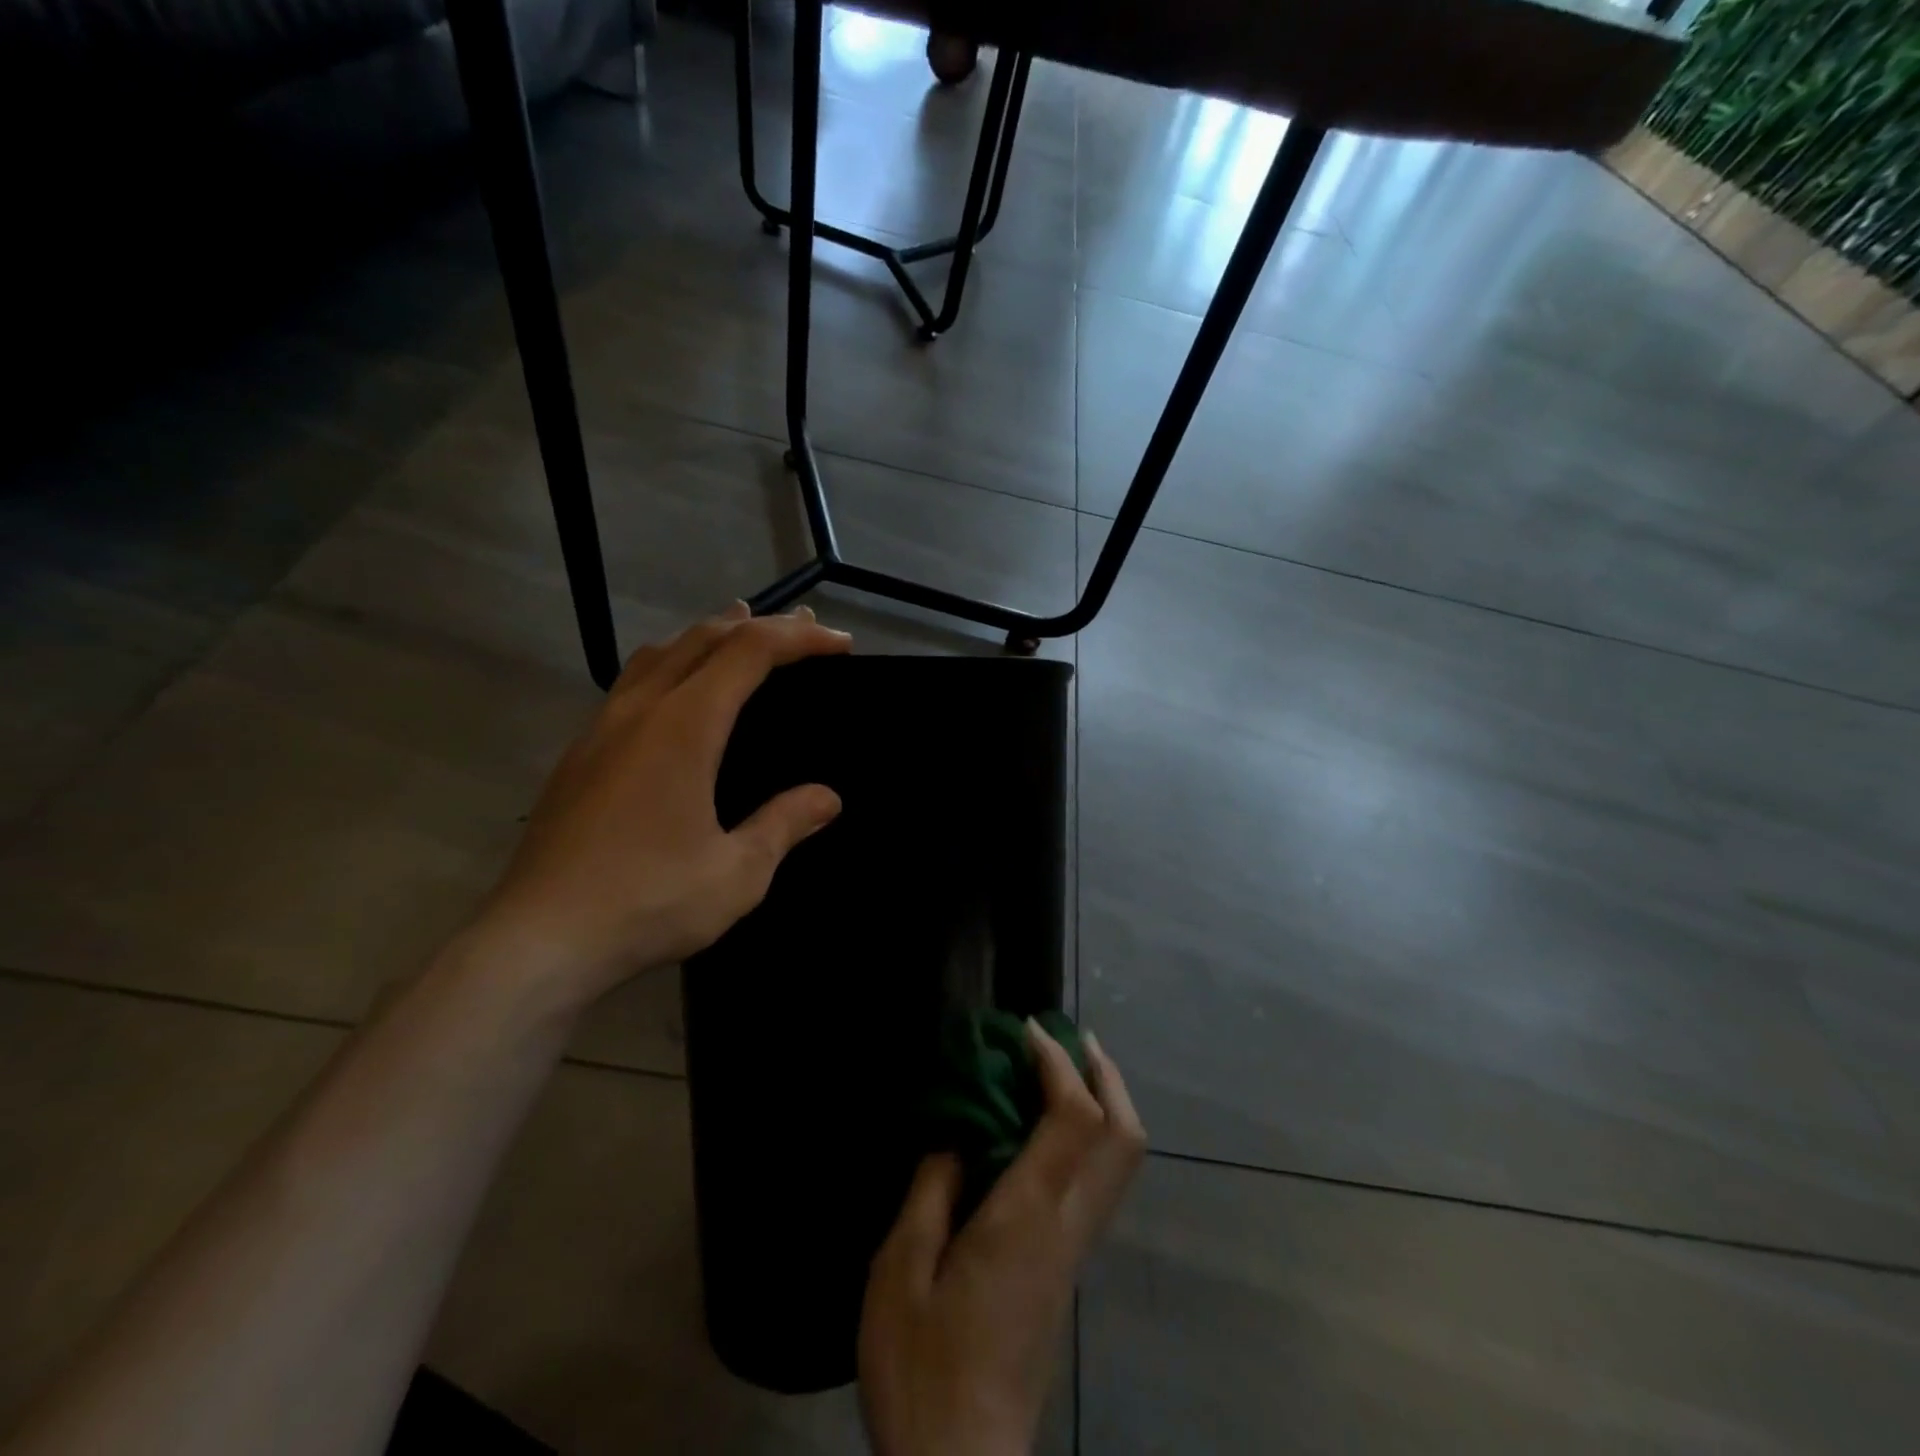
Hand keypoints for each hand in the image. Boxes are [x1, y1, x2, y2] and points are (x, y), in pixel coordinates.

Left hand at [472, 603, 851, 1006]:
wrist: (538, 941)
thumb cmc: (648, 902)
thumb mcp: (737, 873)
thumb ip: (784, 824)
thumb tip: (828, 798)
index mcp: (684, 726)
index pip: (749, 652)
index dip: (798, 639)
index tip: (840, 645)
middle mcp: (640, 711)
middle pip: (703, 638)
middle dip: (759, 624)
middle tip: (804, 627)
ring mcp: (601, 729)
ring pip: (659, 653)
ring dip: (708, 635)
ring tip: (739, 627)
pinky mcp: (579, 755)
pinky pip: (632, 682)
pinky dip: (672, 663)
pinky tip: (676, 690)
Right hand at [859, 1024, 1146, 1455]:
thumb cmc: (921, 1366)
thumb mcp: (900, 1270)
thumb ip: (931, 1190)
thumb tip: (957, 1138)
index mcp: (1026, 1217)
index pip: (1074, 1118)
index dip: (1058, 1062)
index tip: (1027, 1029)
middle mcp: (1066, 1227)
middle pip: (1123, 1136)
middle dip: (1105, 1074)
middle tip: (1070, 1036)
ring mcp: (1075, 1250)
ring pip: (1122, 1160)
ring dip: (1104, 1100)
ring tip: (1062, 1068)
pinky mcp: (1068, 1270)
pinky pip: (1099, 1181)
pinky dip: (1089, 1134)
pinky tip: (1047, 1127)